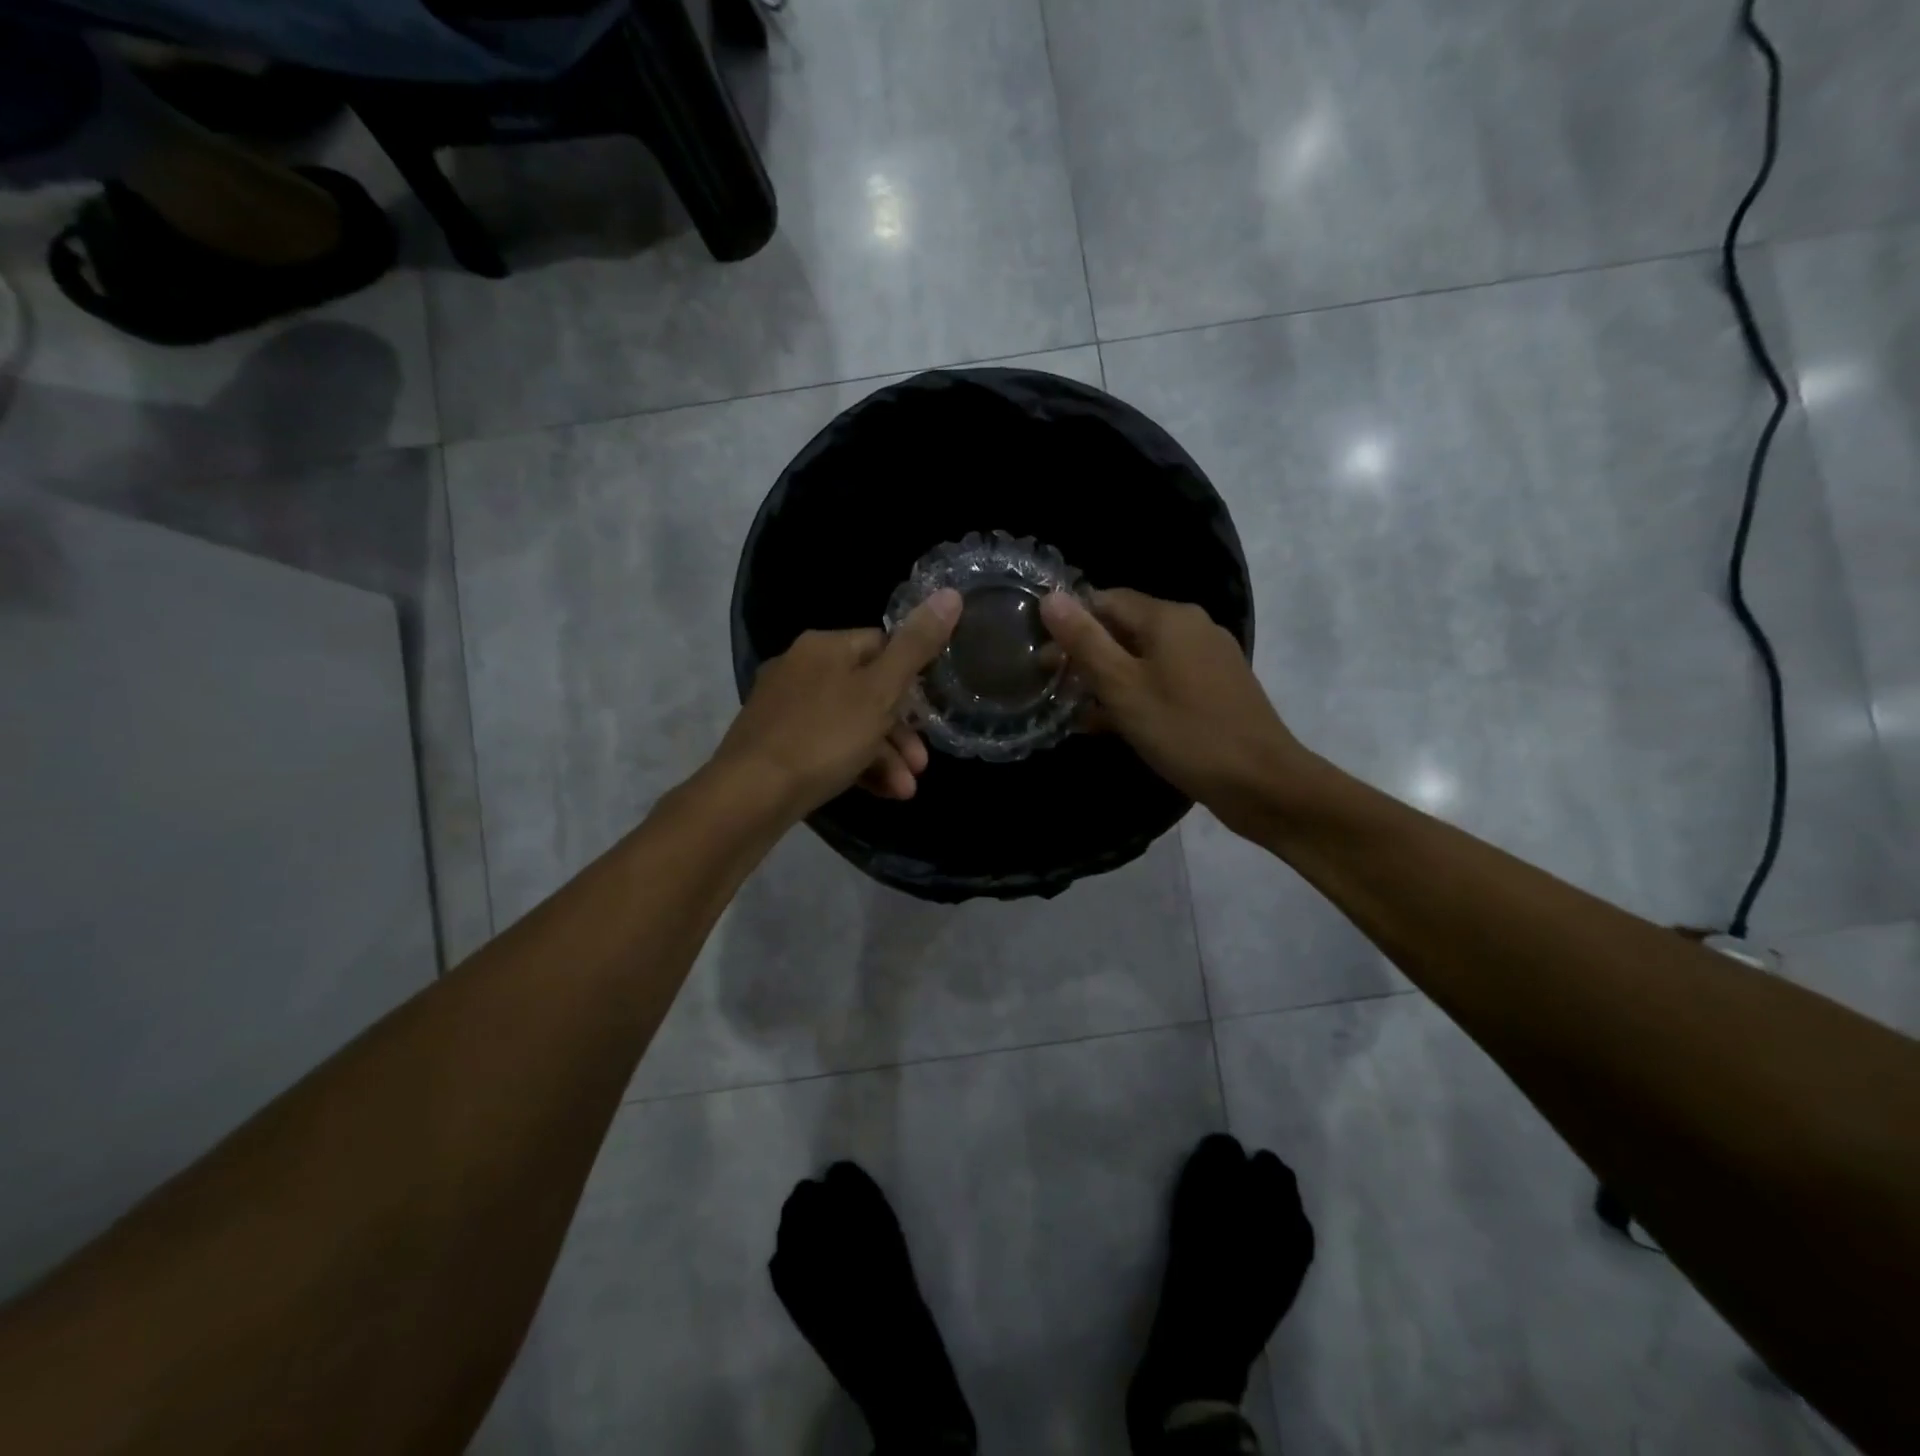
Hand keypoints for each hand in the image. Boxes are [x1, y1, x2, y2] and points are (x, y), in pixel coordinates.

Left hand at [713, 589, 962, 819]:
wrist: (750, 795)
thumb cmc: (823, 737)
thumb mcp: (880, 691)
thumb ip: (917, 646)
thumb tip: (951, 594)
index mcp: (824, 646)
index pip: (882, 645)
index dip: (912, 678)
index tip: (930, 713)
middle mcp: (800, 668)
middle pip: (867, 691)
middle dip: (901, 731)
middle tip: (921, 765)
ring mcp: (784, 708)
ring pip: (849, 724)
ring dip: (884, 756)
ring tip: (905, 791)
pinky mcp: (775, 744)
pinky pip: (827, 746)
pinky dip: (855, 765)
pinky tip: (880, 793)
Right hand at [1040, 588, 1311, 831]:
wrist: (1261, 782)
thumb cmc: (1184, 731)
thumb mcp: (1122, 687)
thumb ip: (1085, 641)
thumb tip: (1050, 597)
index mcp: (1169, 617)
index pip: (1105, 600)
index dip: (1071, 624)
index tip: (1044, 659)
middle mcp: (1192, 626)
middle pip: (1126, 628)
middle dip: (1088, 655)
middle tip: (1055, 688)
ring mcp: (1209, 658)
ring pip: (1145, 658)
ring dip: (1109, 680)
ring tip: (1078, 711)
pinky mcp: (1217, 688)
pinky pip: (1166, 679)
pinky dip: (1137, 694)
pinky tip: (1116, 725)